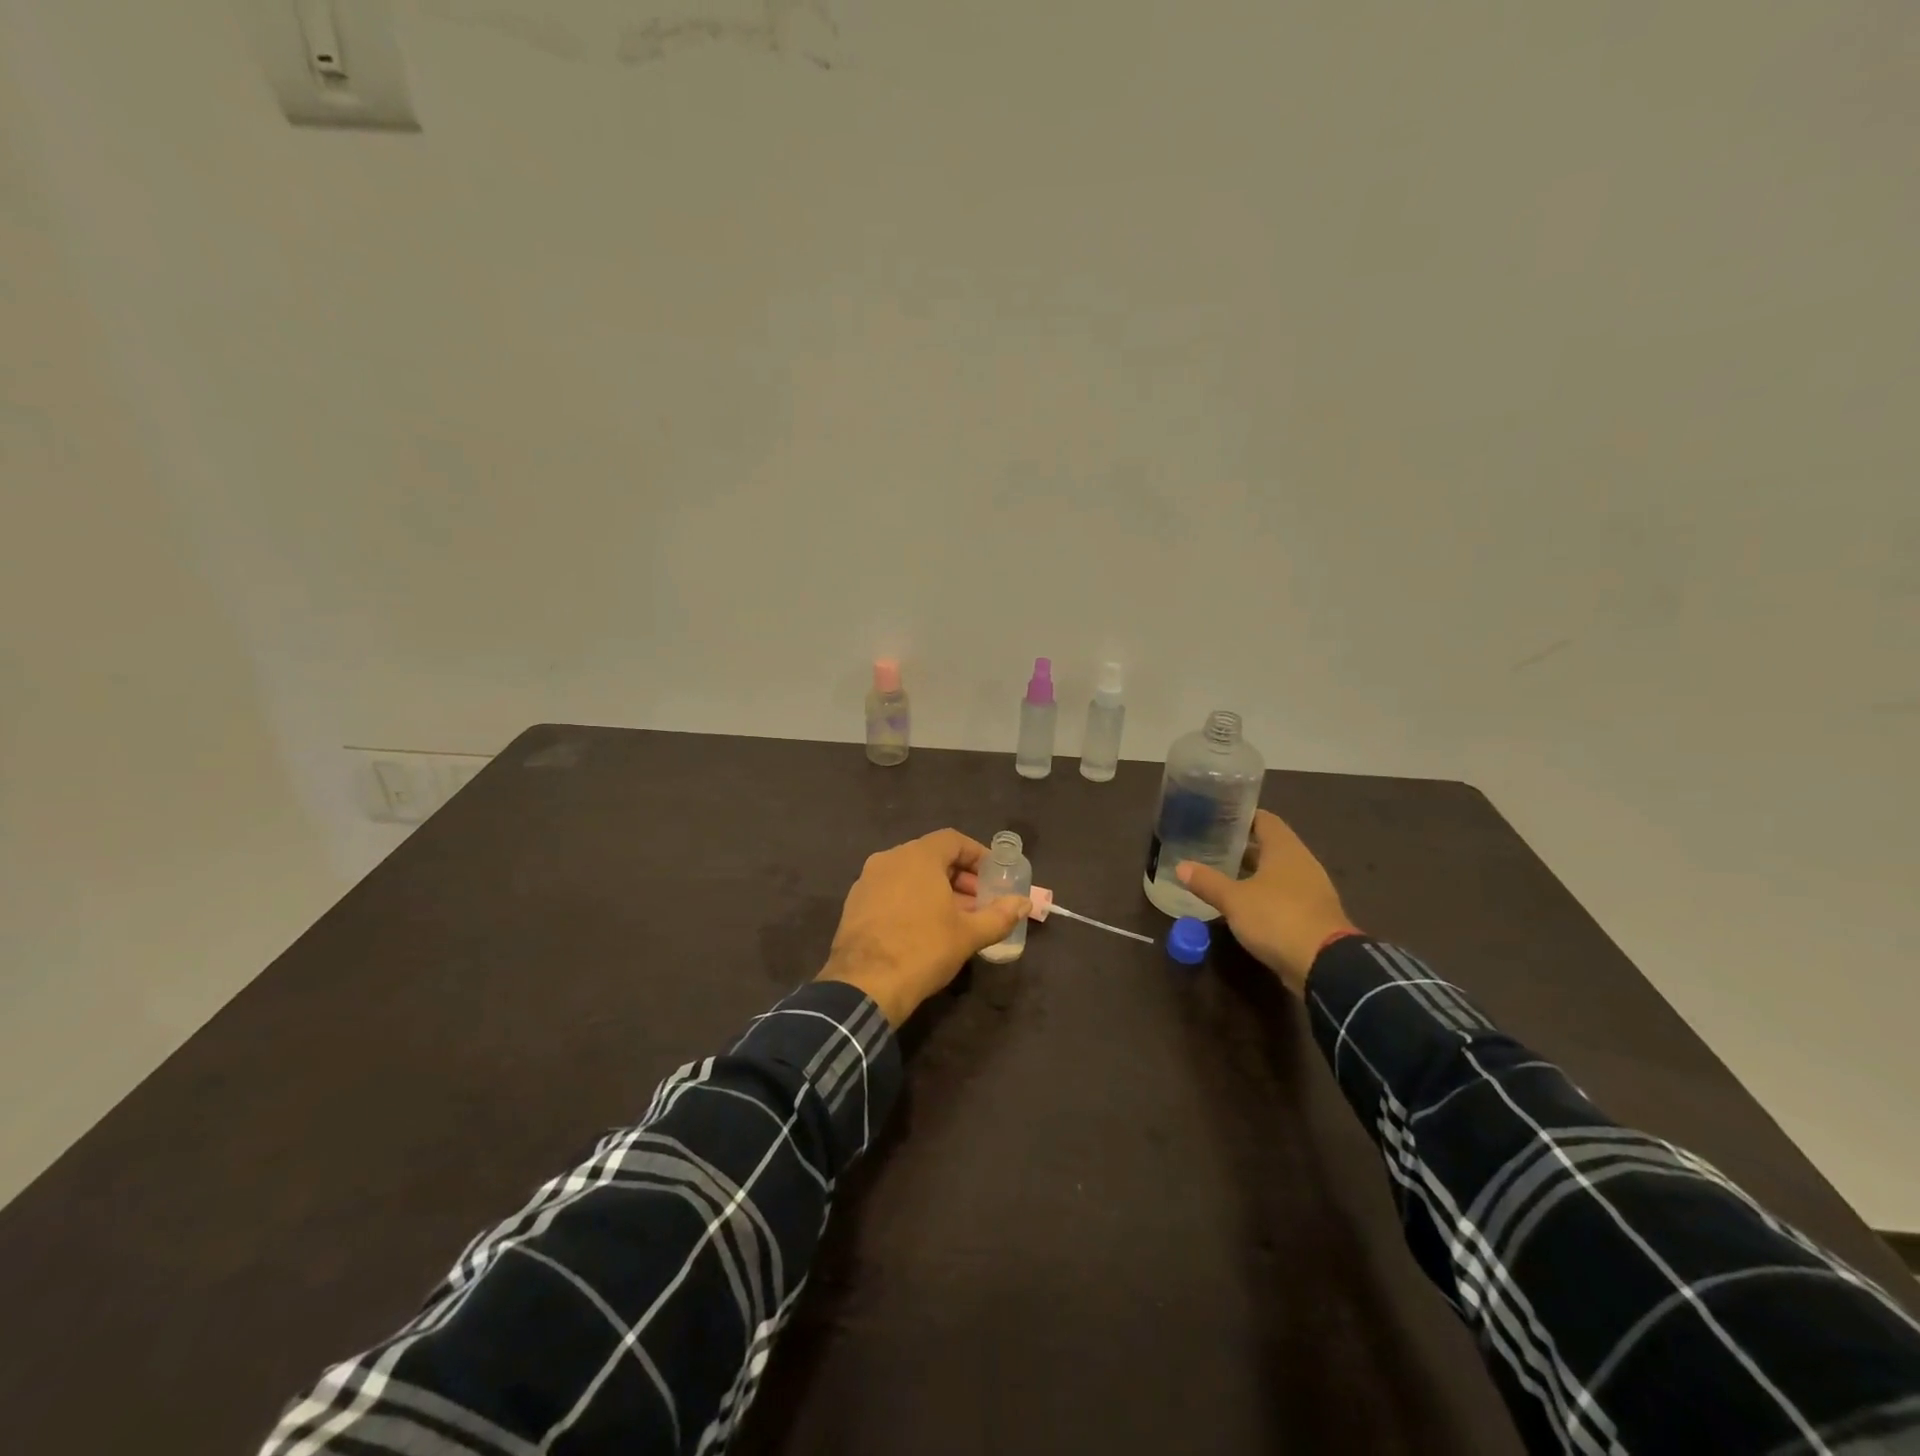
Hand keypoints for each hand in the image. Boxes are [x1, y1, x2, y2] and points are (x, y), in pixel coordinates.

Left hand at [816, 829, 1030, 1026]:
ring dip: (936, 890)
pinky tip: (923, 928)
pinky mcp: (854, 904)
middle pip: (931, 856)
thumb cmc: (923, 949)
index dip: (977, 855)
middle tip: (979, 902)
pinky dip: (911, 900)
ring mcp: (867, 881)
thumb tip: (1025, 903)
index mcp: (917, 856)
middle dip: (959, 876)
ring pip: (909, 874)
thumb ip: (999, 915)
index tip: (993, 876)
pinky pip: (891, 891)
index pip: (953, 840)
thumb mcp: (968, 934)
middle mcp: (889, 859)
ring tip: (956, 918)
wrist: (864, 985)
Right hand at [1176, 810, 1356, 997]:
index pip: (1264, 819)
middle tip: (1211, 846)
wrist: (1325, 965)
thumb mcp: (1234, 900)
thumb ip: (1208, 882)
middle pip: (1270, 845)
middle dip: (1243, 846)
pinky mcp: (1313, 914)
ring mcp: (1311, 890)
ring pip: (1277, 872)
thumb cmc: (1278, 918)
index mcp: (1285, 849)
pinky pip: (1284, 894)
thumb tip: (1181, 866)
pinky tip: (1243, 903)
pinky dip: (1264, 894)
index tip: (1217, 816)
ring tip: (1222, 873)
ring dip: (1253, 872)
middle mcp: (1302, 863)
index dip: (1241, 816)